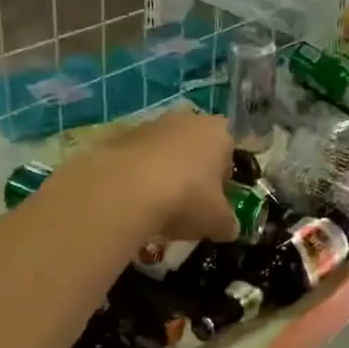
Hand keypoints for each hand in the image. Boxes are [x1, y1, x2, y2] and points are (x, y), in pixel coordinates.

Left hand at [86, 111, 238, 244]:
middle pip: (195, 148)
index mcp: (219, 132)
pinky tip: (132, 201)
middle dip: (193, 172)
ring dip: (163, 173)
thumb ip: (228, 223)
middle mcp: (187, 119)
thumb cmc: (187, 198)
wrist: (126, 189)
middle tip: (187, 204)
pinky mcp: (118, 135)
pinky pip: (136, 158)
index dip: (224, 179)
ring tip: (156, 207)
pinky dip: (136, 176)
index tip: (215, 202)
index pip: (229, 152)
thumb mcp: (218, 221)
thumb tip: (230, 228)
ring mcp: (151, 124)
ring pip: (164, 151)